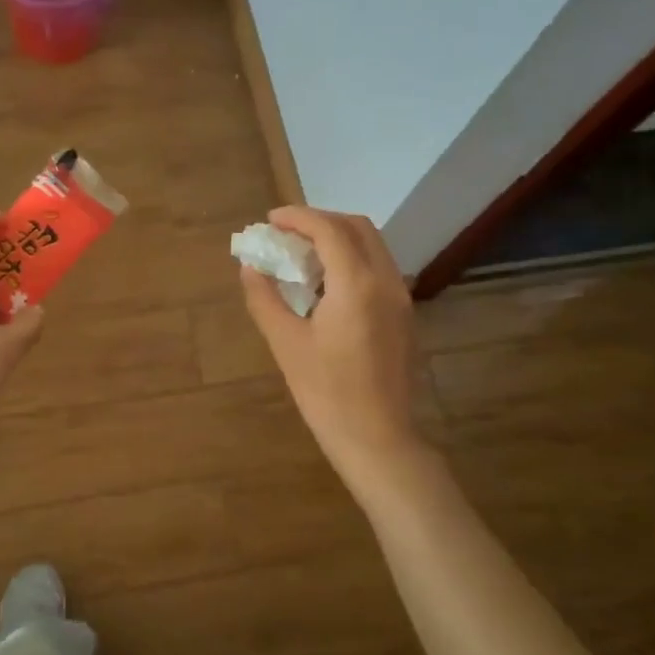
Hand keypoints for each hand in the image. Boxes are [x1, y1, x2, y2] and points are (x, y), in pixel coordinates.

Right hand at [240, 206, 422, 478]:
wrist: (376, 437)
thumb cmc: (325, 392)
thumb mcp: (286, 344)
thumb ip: (265, 298)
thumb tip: (250, 267)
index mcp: (356, 284)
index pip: (328, 230)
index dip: (297, 217)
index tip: (270, 220)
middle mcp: (386, 281)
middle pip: (357, 228)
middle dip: (321, 221)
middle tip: (287, 234)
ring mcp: (400, 298)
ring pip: (373, 247)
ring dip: (339, 239)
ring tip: (303, 256)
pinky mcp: (404, 316)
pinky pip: (379, 269)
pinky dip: (353, 260)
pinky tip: (327, 285)